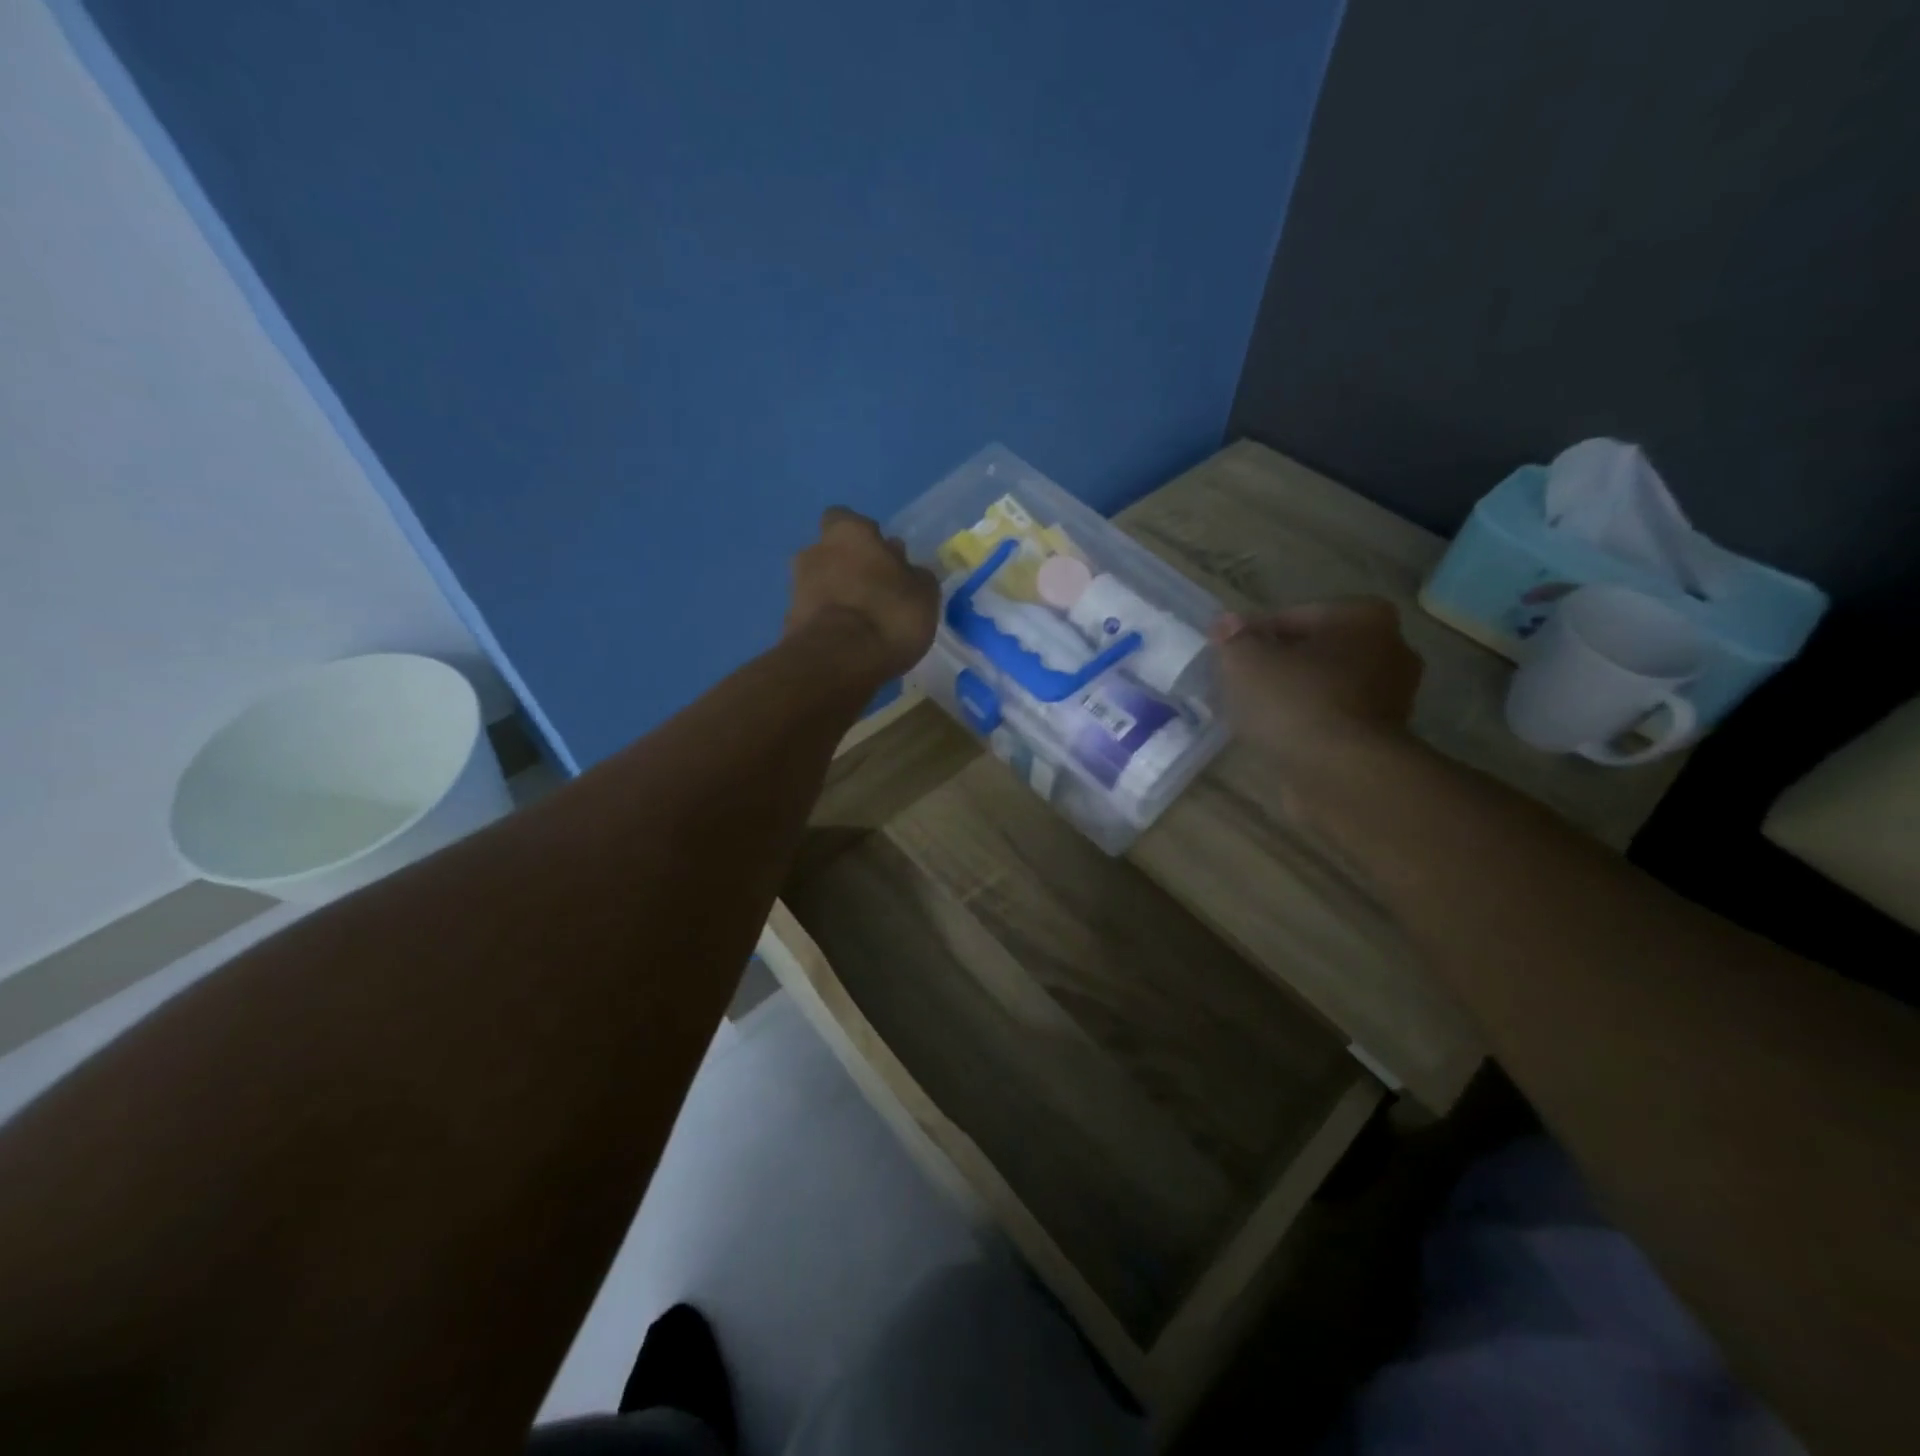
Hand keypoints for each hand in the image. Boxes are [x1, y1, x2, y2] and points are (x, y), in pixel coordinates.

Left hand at [786, 507, 939, 681]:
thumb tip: (907, 570)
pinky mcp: (789, 623)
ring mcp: (796, 588)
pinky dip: (828, 624)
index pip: (848, 520)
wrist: (838, 662)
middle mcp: (814, 551)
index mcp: (847, 532)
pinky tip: (849, 643)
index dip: (865, 538)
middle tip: (876, 593)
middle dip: (849, 568)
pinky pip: (814, 616)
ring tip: (864, 624)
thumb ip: (915, 576)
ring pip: (820, 585)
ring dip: (837, 597)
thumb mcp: (924, 594)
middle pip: (831, 553)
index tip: (883, 559)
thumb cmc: (888, 614)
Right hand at [1212, 599, 1421, 762]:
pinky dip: (1307, 723)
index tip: (1227, 656)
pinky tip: (1278, 736)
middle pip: (1315, 651)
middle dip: (1279, 664)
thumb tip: (1226, 623)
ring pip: (1325, 687)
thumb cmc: (1295, 702)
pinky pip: (1332, 719)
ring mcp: (1392, 697)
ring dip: (1294, 695)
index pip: (1292, 617)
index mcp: (1363, 617)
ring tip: (1254, 712)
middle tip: (1239, 682)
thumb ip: (1233, 639)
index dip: (1253, 635)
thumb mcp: (1246, 661)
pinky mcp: (1383, 738)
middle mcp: (1390, 649)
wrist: (1342, 774)